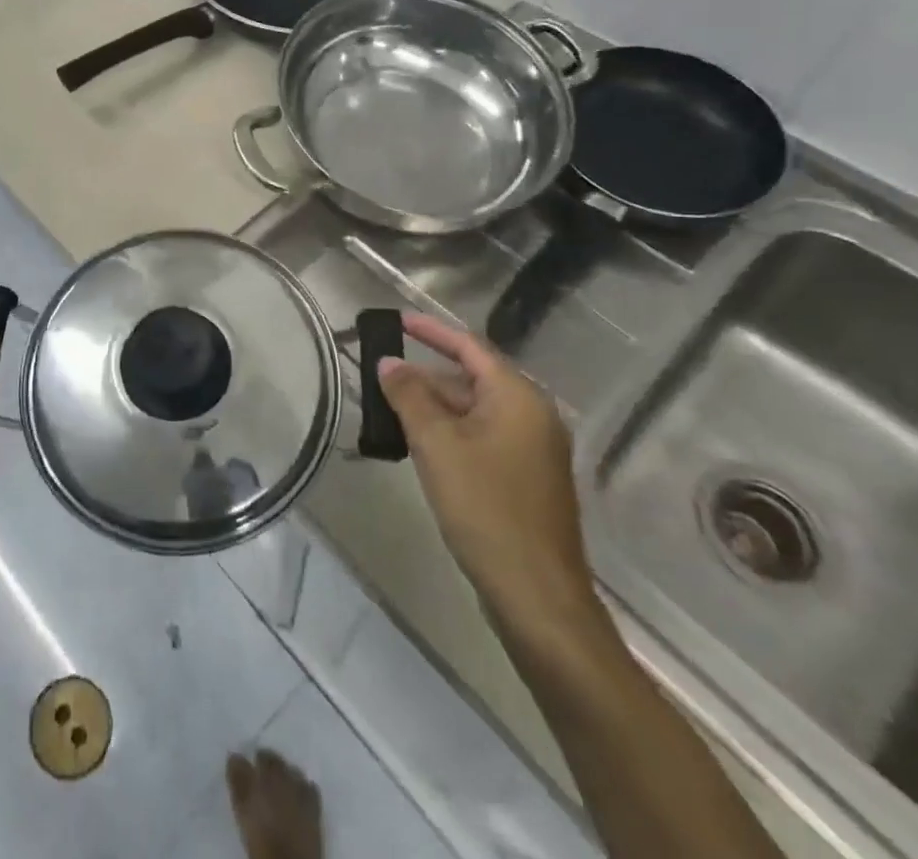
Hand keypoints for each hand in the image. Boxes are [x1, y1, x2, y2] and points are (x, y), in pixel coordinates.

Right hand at [378, 313, 594, 624]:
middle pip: (471, 379)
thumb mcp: (436, 445)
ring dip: (434, 408)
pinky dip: (450, 433)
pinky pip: (482, 438)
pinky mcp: (526, 479)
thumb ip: (409, 396)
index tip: (396, 321)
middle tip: (380, 377)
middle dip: (425, 376)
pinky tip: (419, 446)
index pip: (469, 346)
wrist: (536, 595)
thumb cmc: (485, 507)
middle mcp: (533, 415)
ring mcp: (533, 450)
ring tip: (389, 411)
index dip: (430, 331)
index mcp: (519, 397)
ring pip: (474, 411)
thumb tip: (388, 363)